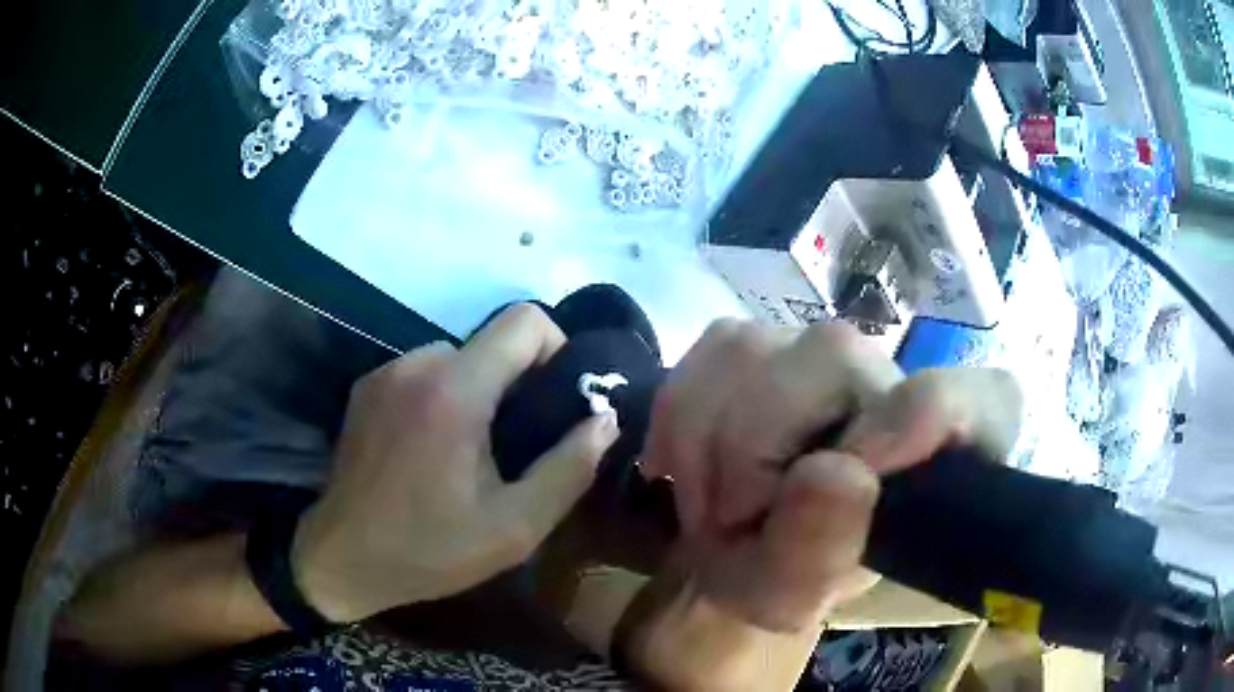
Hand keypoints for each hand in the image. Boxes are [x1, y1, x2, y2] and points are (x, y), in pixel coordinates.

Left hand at [291, 305, 619, 622]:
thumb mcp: (515, 526)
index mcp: (455, 390)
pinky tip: (434, 449)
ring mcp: (385, 372)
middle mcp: (417, 364)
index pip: (525, 321)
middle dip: (517, 382)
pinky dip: (443, 396)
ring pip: (457, 358)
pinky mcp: (366, 387)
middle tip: (519, 442)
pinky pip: (423, 373)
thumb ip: (570, 468)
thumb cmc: (431, 549)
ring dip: (478, 391)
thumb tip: (605, 419)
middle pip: (492, 342)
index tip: (558, 400)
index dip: (556, 349)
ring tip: (474, 450)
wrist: (342, 557)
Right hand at [642, 319, 1020, 631]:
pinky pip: (706, 351)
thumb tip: (832, 473)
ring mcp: (825, 351)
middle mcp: (895, 381)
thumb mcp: (794, 596)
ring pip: (753, 349)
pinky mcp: (762, 340)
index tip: (854, 475)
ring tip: (712, 501)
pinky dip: (679, 417)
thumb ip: (819, 553)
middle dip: (754, 445)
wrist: (732, 547)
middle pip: (833, 356)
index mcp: (943, 450)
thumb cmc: (782, 577)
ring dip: (705, 440)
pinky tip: (691, 463)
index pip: (986, 395)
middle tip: (732, 517)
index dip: (927, 415)